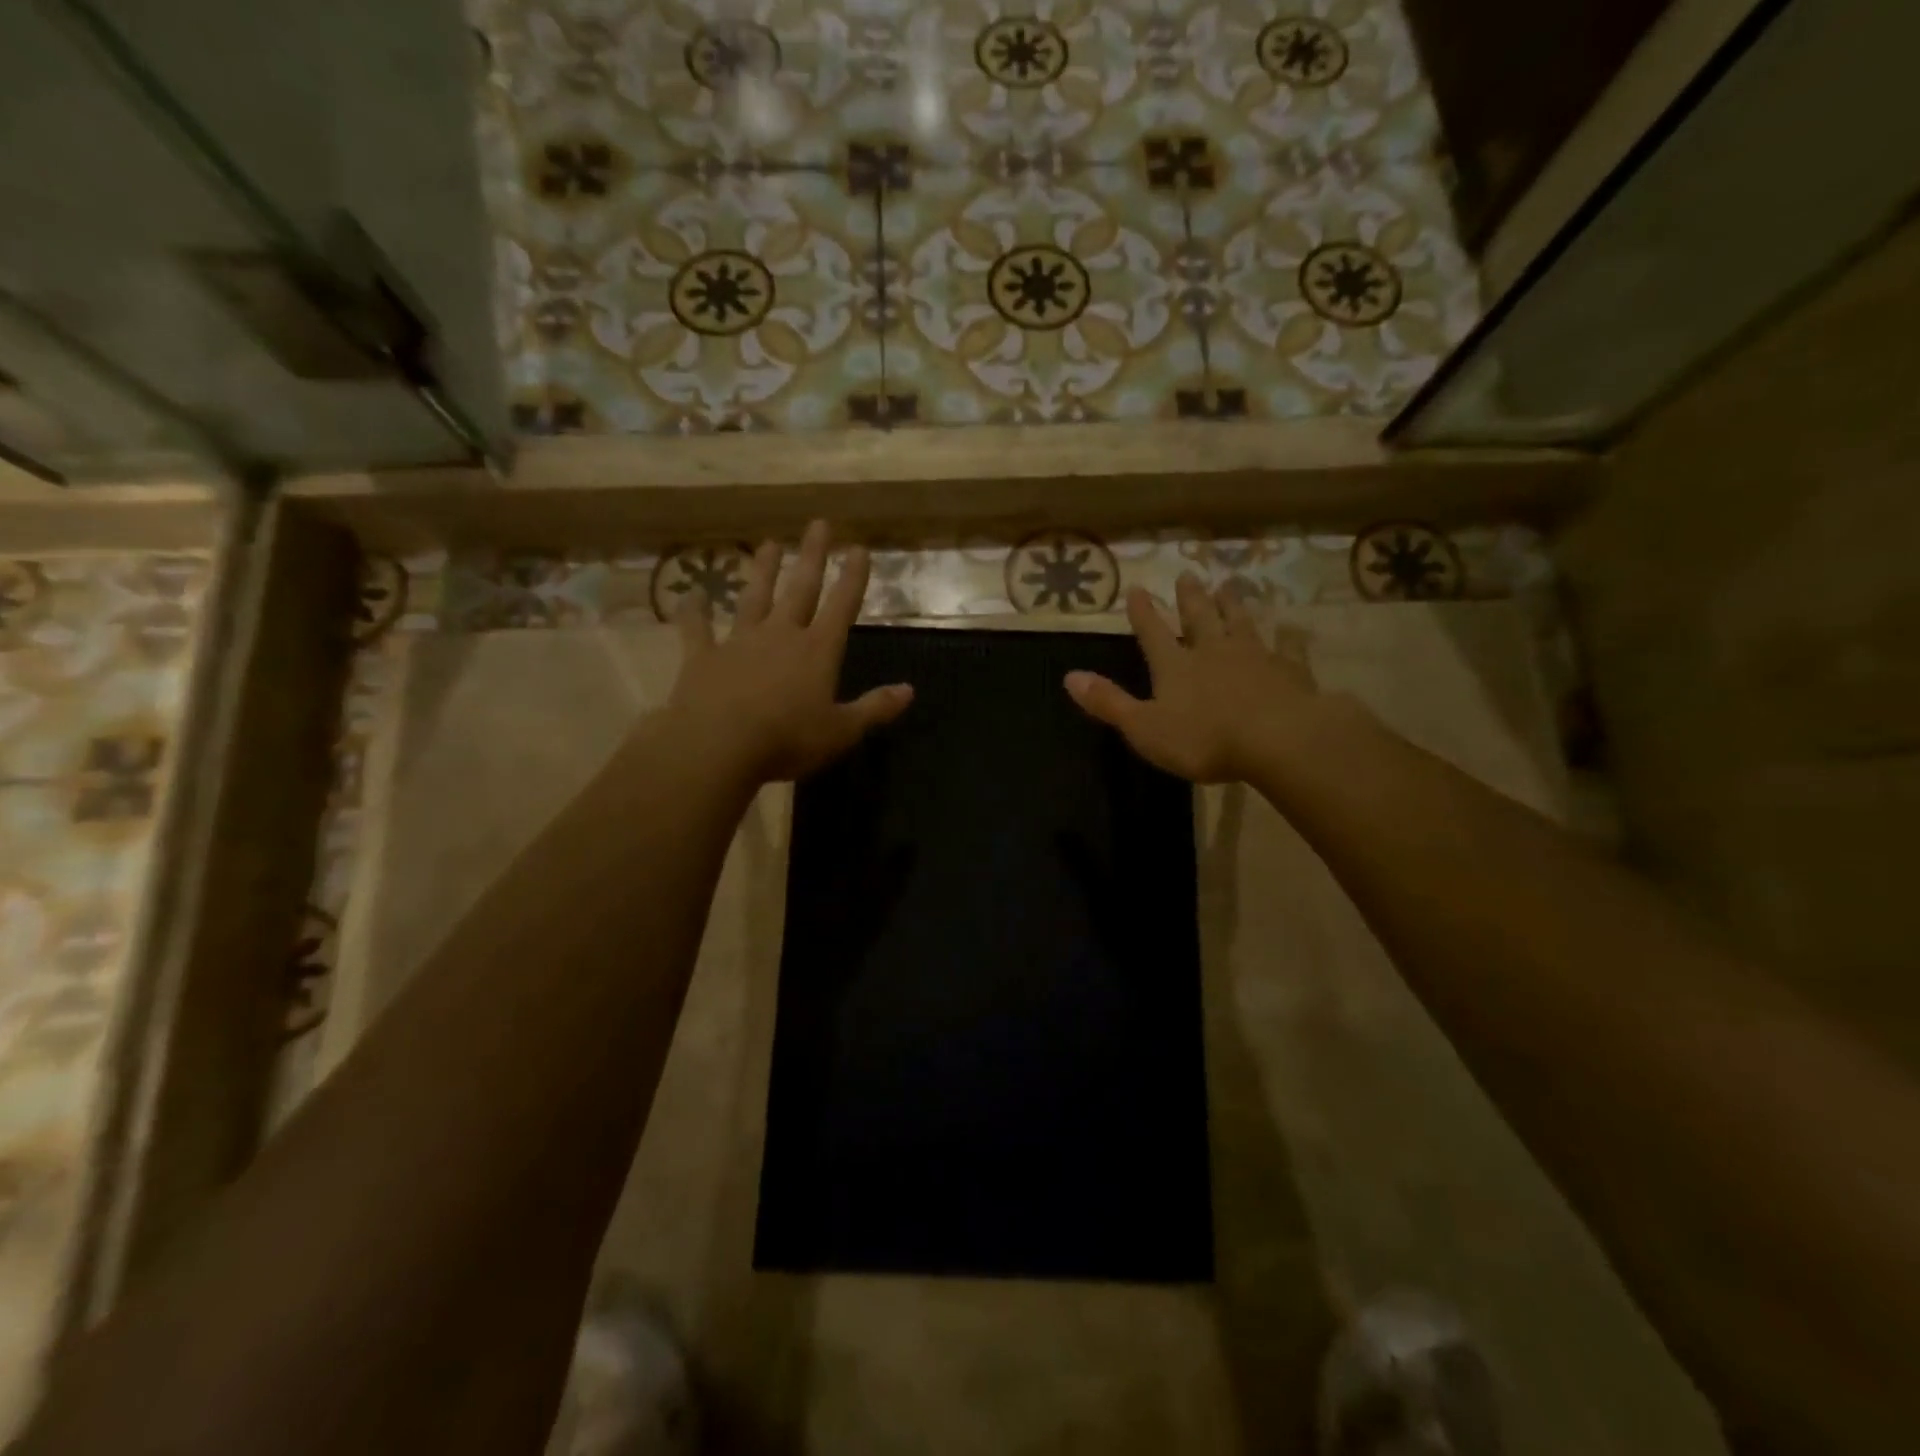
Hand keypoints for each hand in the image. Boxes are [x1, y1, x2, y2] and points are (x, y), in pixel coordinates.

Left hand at [663, 520, 911, 783]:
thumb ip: (875, 708)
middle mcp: (781, 635)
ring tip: (769, 544)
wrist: (718, 744)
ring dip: (763, 572)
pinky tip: (691, 595)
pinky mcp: (703, 657)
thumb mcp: (842, 730)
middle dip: (813, 557)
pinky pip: (698, 629)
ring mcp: (739, 642)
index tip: (859, 548)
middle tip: (818, 524)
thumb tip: (909, 690)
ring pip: (754, 598)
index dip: (853, 578)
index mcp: (817, 651)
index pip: (841, 606)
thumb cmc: (787, 739)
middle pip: (801, 589)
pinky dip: (694, 612)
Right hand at [1064, 575, 1319, 783]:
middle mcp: (1212, 651)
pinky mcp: (1288, 671)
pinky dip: (1285, 639)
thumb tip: (1069, 677)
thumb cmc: (1203, 739)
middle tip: (1187, 575)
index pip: (1153, 632)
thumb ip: (1108, 702)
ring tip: (1228, 586)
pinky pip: (1286, 649)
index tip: (1136, 587)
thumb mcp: (1144, 727)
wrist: (1277, 740)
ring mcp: (1254, 657)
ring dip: (1232, 605)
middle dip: (1190, 597)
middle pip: (1199, 617)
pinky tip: (1290, 632)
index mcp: (1175, 666)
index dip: (1143, 612)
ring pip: (1240, 623)